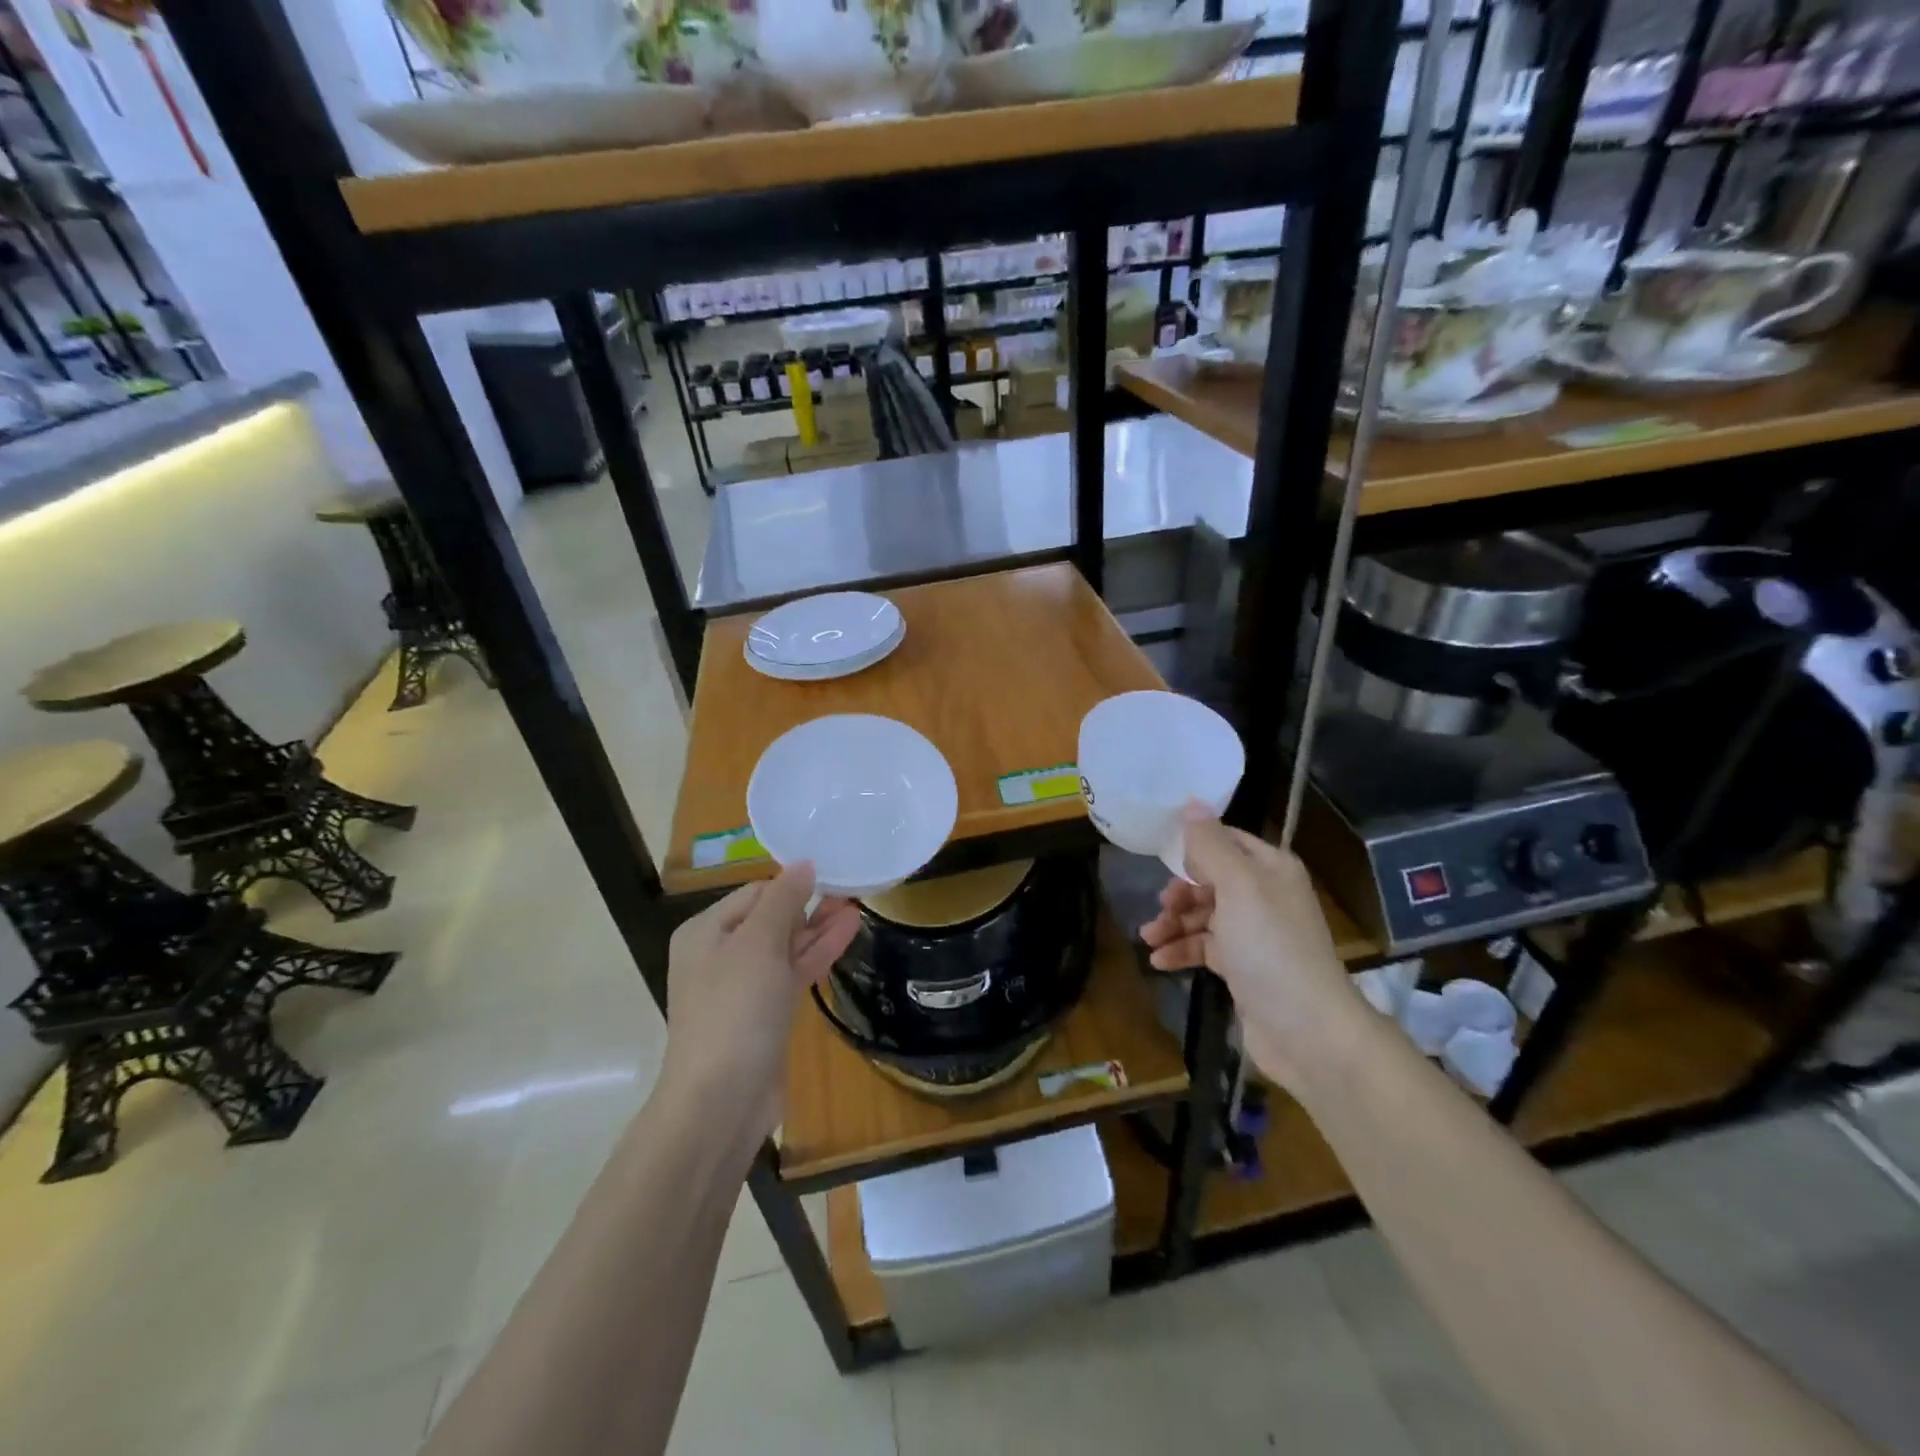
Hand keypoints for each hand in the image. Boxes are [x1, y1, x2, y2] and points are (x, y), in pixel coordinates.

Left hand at [661, 864, 860, 1144]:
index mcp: (705, 932)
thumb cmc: (735, 1010)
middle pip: (770, 918)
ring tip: (857, 904)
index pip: (755, 893)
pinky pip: (793, 973)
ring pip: (786, 947)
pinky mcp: (765, 1014)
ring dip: (819, 927)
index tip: (831, 872)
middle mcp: (720, 955)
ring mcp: (743, 988)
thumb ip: (782, 900)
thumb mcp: (758, 944)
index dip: (792, 883)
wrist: (722, 1101)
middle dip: (809, 904)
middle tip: (851, 887)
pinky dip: (817, 954)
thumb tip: (803, 864)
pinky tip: (847, 932)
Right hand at [1139, 813, 1361, 1087]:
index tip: (1160, 856)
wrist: (1307, 1030)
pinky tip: (1159, 962)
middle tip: (1160, 907)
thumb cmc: (1270, 947)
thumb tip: (1191, 803)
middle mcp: (1264, 896)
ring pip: (1203, 916)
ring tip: (1149, 940)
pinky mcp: (1244, 969)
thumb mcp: (1238, 886)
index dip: (1193, 846)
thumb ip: (1210, 845)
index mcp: (1270, 869)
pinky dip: (1180, 951)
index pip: (1226, 840)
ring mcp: (1254, 934)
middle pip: (1210, 879)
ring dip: (1173, 924)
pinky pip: (1204, 948)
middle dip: (1180, 892)